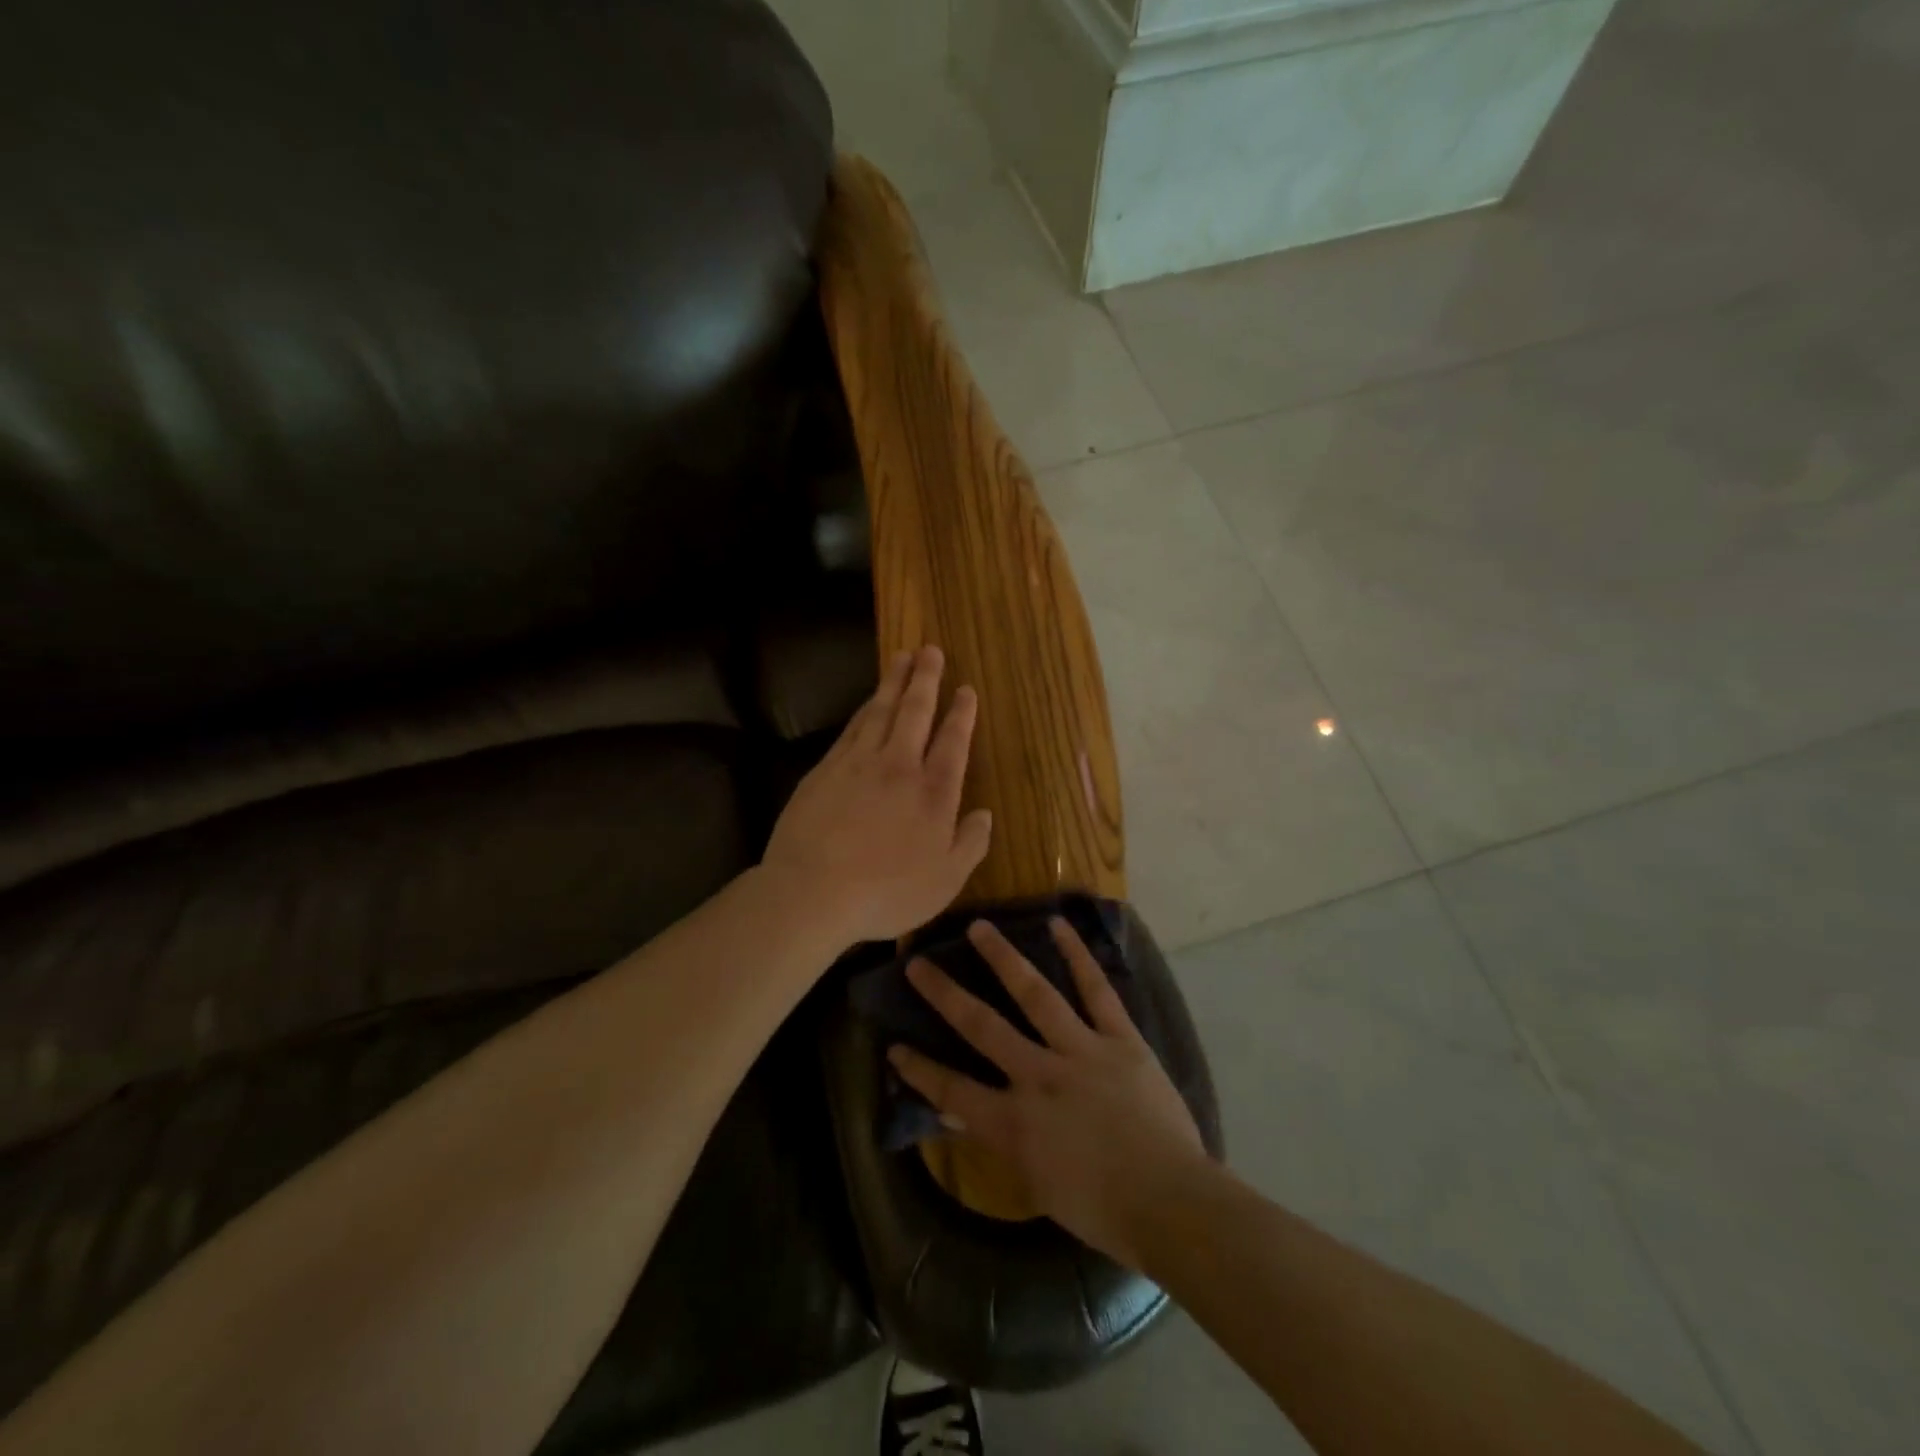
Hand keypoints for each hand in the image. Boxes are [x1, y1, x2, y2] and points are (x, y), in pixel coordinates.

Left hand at [762, 645, 992, 943]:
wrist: (812, 891)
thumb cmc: (886, 893)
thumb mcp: (945, 881)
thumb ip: (970, 844)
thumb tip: (984, 814)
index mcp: (933, 793)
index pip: (952, 742)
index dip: (961, 713)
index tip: (965, 689)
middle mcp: (898, 767)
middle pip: (915, 712)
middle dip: (926, 679)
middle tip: (930, 650)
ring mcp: (858, 764)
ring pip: (880, 711)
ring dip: (893, 682)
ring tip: (902, 657)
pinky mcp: (825, 769)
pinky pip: (852, 728)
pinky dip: (865, 708)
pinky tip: (869, 701)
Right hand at [887, 918, 1207, 1268]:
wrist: (1172, 1202)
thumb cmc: (1103, 1210)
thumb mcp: (1038, 1186)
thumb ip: (1002, 1143)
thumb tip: (963, 1117)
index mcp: (1015, 1123)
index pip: (953, 1092)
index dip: (920, 1070)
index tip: (894, 1045)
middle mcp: (1039, 1076)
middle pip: (982, 1026)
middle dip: (944, 994)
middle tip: (917, 961)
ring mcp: (1080, 1051)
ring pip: (1034, 995)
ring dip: (1003, 959)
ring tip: (978, 927)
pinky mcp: (1119, 1038)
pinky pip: (1096, 990)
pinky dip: (1077, 956)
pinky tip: (1057, 925)